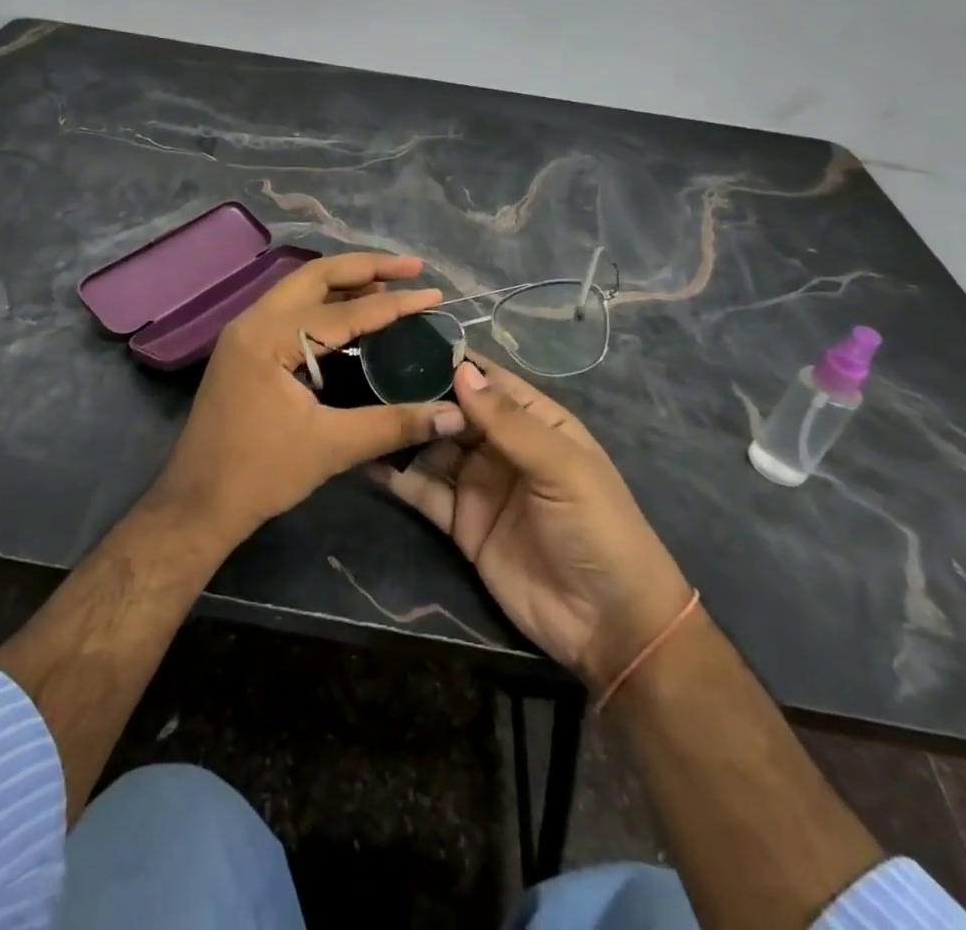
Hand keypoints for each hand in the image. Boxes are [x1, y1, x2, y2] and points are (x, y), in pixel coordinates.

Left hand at [156, 253, 466, 545]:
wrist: (198, 503)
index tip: (435, 295)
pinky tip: (352, 315)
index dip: (394, 304)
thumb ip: (395, 424)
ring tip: (389, 283)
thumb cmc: (261, 474)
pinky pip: (290, 309)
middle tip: (412, 268)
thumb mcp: (332, 447)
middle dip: (366, 267)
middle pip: (316, 276)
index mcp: (270, 337)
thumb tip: (453, 416)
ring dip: (344, 282)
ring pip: (300, 289)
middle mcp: (253, 321)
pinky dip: (324, 303)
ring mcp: (244, 332)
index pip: (344, 312)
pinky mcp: (244, 348)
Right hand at [371, 357, 693, 695]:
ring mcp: (478, 484)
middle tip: (364, 375)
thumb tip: (460, 370)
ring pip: (432, 447)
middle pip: (453, 411)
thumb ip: (509, 422)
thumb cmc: (597, 529)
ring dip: (401, 431)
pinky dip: (395, 475)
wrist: (608, 625)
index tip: (403, 341)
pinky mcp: (459, 522)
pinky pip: (422, 491)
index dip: (451, 362)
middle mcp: (502, 447)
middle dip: (416, 394)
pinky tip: (364, 457)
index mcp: (536, 422)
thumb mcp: (561, 467)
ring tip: (357, 409)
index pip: (488, 381)